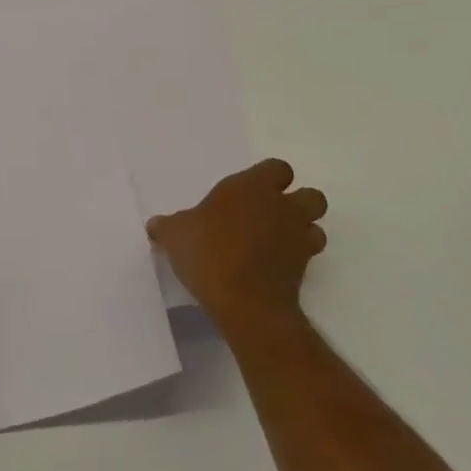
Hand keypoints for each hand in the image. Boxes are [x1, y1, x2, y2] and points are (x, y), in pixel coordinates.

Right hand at [147, 159, 328, 331]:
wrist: (244, 301)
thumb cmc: (208, 252)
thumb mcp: (175, 235)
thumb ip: (168, 226)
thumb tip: (155, 225)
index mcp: (252, 187)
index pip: (278, 168)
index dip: (269, 178)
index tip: (251, 192)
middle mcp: (282, 207)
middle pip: (311, 195)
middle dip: (298, 203)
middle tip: (271, 216)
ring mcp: (298, 238)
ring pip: (316, 226)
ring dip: (302, 232)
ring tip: (278, 243)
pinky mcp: (305, 269)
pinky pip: (308, 257)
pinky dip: (297, 259)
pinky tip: (275, 268)